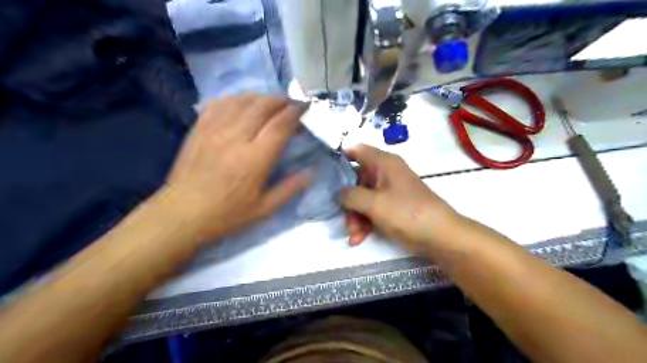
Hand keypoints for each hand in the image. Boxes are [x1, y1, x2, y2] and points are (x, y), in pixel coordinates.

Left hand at [157, 94, 307, 244]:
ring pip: (241, 101)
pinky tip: (241, 104)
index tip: (305, 106)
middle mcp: (236, 138)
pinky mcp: (199, 129)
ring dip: (260, 97)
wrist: (182, 214)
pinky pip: (219, 104)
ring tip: (269, 102)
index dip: (295, 112)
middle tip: (291, 103)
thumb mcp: (264, 209)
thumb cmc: (226, 214)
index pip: (280, 125)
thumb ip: (289, 189)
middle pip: (262, 106)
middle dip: (280, 100)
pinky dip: (235, 99)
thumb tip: (311, 173)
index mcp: (255, 159)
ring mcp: (214, 130)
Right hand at [340, 144, 462, 252]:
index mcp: (383, 163)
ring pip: (362, 198)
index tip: (324, 174)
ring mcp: (389, 190)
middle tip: (342, 217)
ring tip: (354, 235)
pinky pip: (372, 210)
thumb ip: (350, 195)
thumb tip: (338, 192)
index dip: (339, 158)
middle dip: (347, 200)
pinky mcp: (393, 206)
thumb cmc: (406, 213)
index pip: (356, 150)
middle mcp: (385, 173)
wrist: (440, 236)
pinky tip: (358, 239)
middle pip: (356, 179)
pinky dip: (365, 223)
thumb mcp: (374, 203)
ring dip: (355, 216)